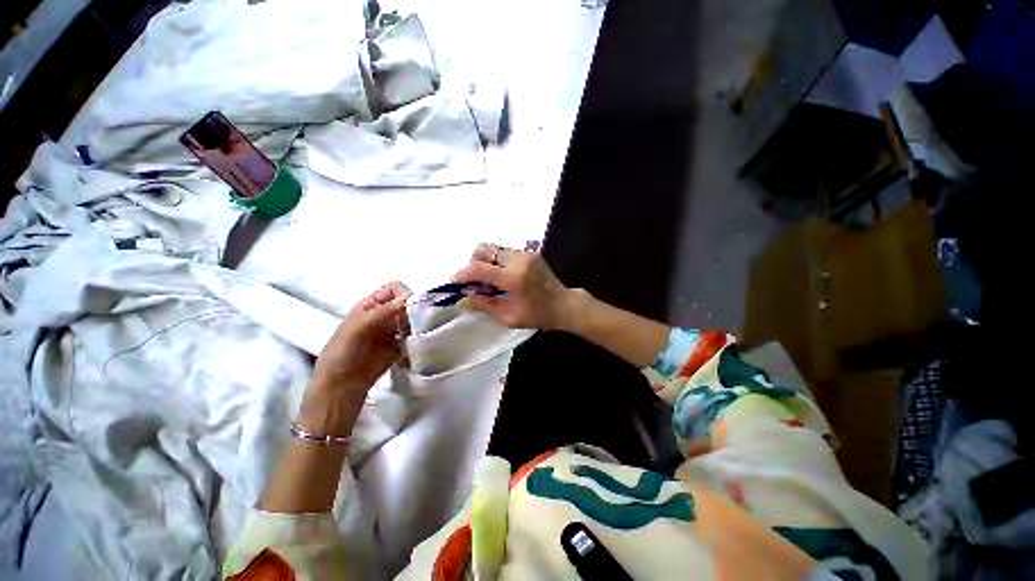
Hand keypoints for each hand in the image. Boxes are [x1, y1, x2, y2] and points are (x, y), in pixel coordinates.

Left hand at [312, 281, 410, 394]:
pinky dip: (418, 338)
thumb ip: (382, 312)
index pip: (394, 289)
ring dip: (418, 324)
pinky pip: (414, 336)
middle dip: (415, 310)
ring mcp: (393, 331)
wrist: (341, 386)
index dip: (405, 294)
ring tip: (417, 335)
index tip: (412, 308)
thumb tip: (409, 299)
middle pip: (407, 303)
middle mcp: (384, 314)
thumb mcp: (357, 328)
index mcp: (371, 305)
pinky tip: (417, 345)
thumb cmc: (342, 353)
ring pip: (413, 319)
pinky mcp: (399, 346)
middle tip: (418, 324)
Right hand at [450, 244, 578, 329]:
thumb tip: (462, 299)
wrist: (563, 304)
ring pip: (494, 248)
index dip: (463, 273)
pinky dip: (497, 261)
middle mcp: (519, 260)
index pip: (480, 268)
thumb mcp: (509, 318)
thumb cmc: (537, 315)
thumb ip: (484, 305)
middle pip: (484, 249)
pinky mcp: (530, 253)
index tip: (454, 281)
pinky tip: (501, 276)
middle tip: (474, 280)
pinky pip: (505, 252)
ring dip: (485, 261)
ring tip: (488, 279)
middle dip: (473, 263)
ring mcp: (526, 254)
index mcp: (514, 278)